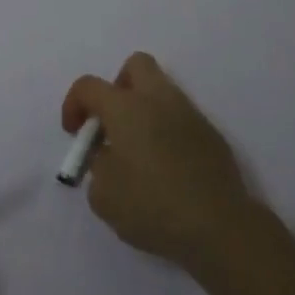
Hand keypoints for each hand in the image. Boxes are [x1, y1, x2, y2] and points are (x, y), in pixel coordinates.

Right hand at [63, 52, 280, 274]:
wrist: (220, 228)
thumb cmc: (152, 207)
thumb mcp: (104, 195)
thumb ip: (98, 167)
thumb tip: (109, 157)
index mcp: (125, 108)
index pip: (88, 86)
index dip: (73, 104)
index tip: (75, 134)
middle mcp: (158, 100)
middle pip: (136, 65)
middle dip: (118, 86)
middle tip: (113, 123)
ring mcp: (190, 115)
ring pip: (162, 91)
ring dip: (145, 110)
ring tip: (140, 151)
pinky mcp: (212, 136)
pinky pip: (182, 119)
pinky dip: (168, 132)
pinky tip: (168, 168)